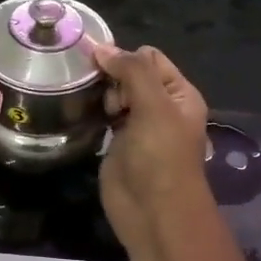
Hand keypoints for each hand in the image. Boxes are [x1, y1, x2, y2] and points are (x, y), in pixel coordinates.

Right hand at [91, 43, 210, 249]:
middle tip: (104, 99)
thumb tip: (101, 47)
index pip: (150, 58)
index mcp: (179, 94)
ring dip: (101, 94)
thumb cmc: (160, 157)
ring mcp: (138, 126)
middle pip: (130, 75)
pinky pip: (104, 118)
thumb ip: (131, 71)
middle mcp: (160, 107)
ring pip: (115, 95)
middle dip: (111, 77)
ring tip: (89, 104)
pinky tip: (81, 113)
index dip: (125, 57)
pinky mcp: (117, 145)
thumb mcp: (154, 106)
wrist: (154, 212)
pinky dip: (94, 113)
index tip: (100, 66)